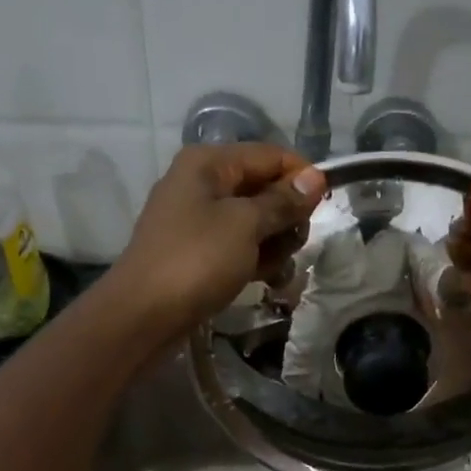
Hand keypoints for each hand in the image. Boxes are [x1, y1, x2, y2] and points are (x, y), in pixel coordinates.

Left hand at [104, 143, 326, 345]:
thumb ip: (282, 201)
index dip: (302, 177)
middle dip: (287, 217)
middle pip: (265, 188)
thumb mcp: (245, 225)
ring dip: (274, 245)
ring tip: (274, 270)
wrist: (143, 314)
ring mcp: (199, 220)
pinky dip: (256, 260)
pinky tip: (266, 282)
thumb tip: (315, 177)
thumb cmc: (197, 260)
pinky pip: (240, 246)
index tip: (327, 207)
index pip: (271, 156)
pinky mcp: (199, 252)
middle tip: (292, 245)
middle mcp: (203, 183)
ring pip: (256, 222)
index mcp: (209, 164)